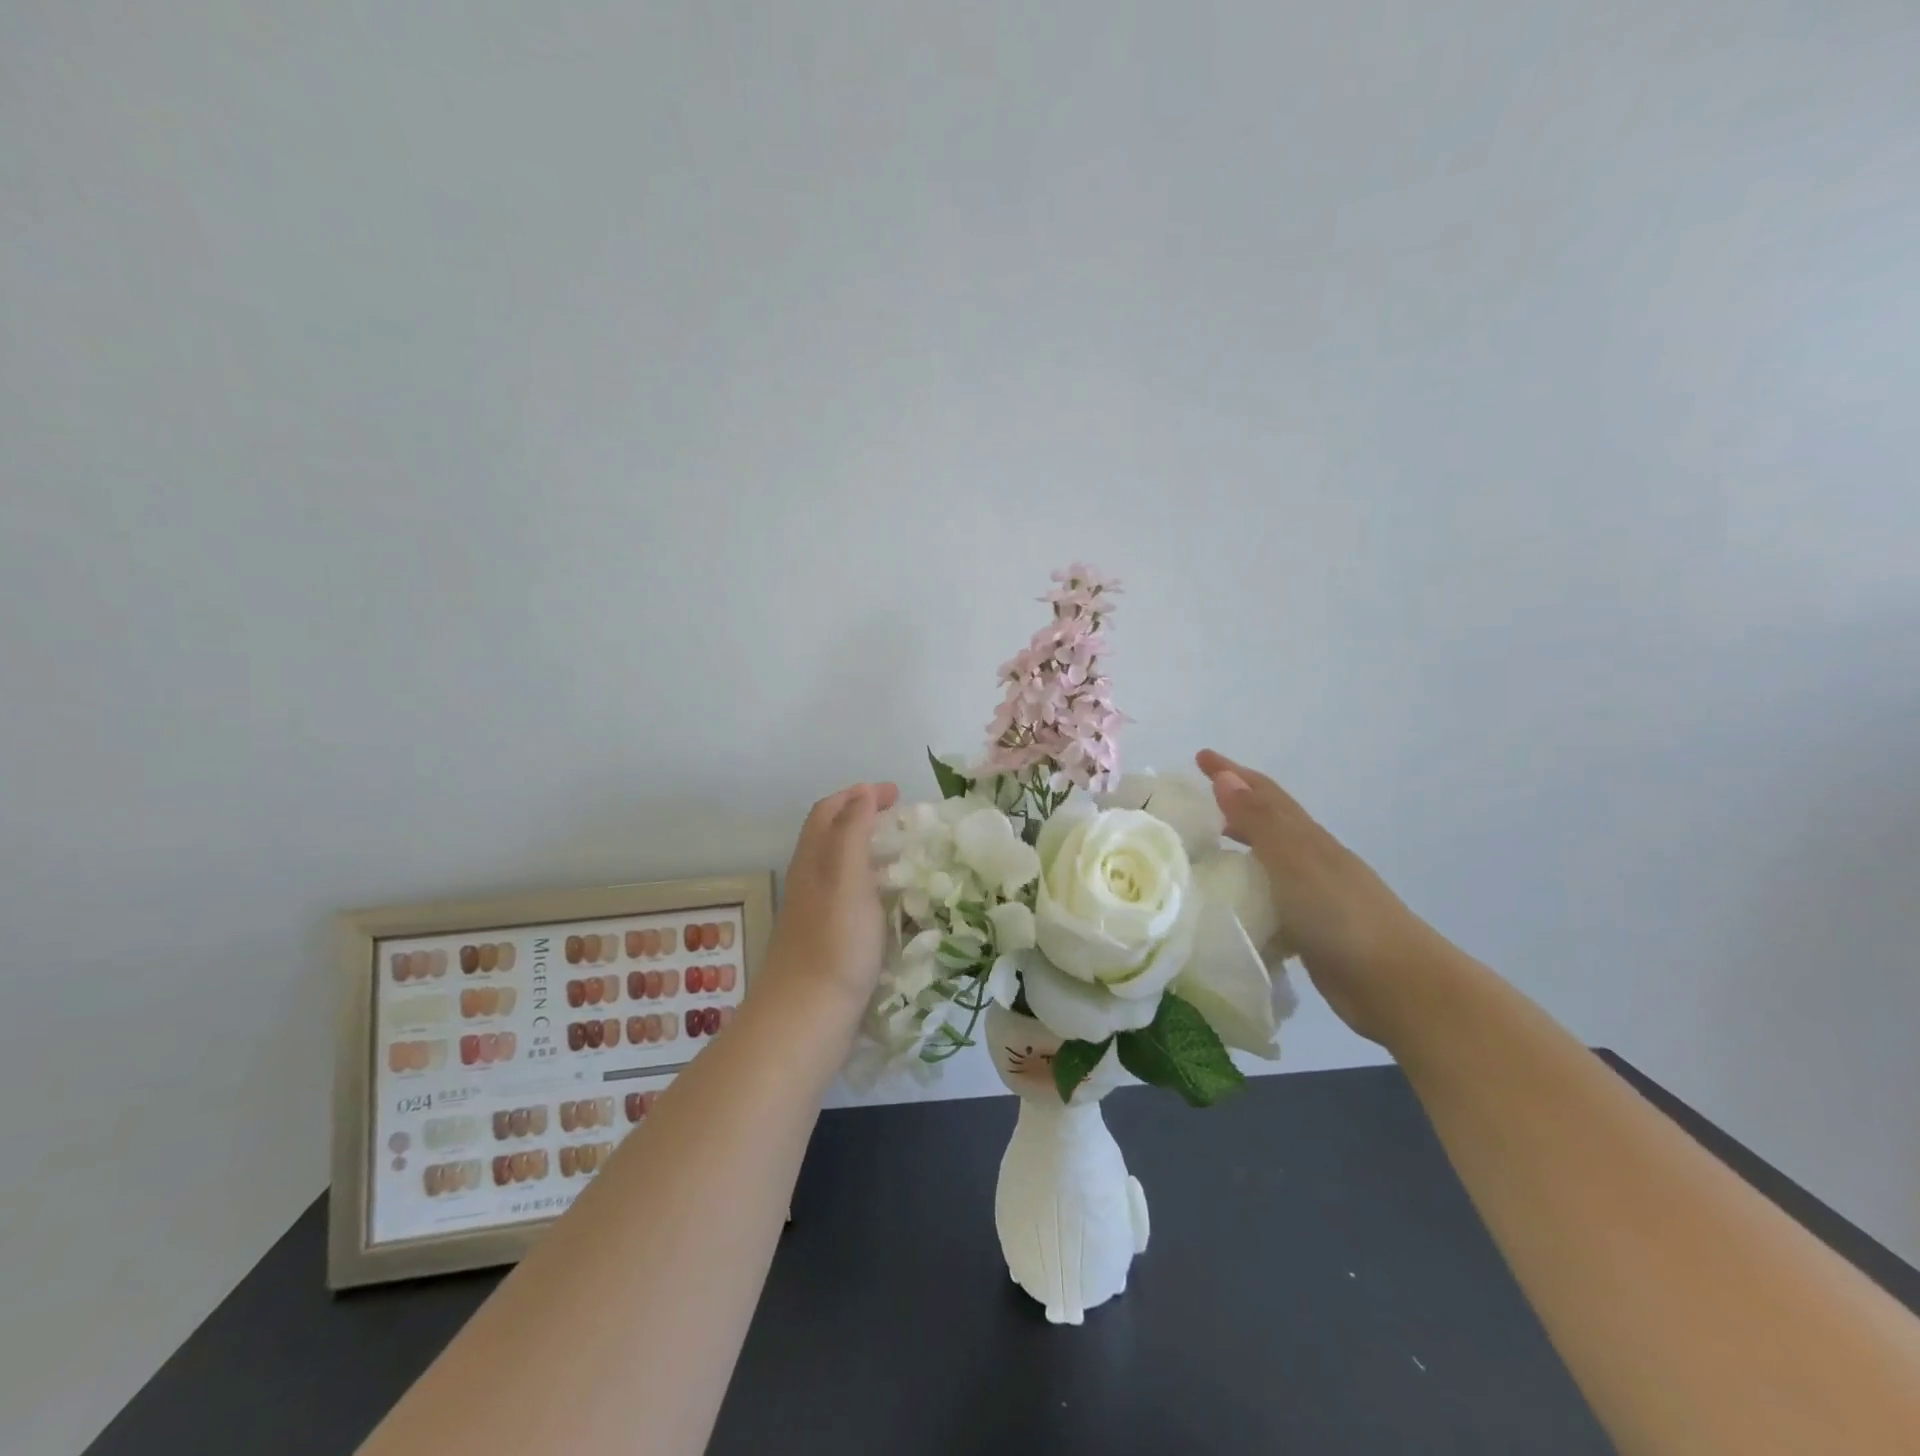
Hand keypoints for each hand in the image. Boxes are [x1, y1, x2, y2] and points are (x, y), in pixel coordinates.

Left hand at [761, 782, 899, 1010]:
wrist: (808, 1017)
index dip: (858, 794)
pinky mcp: (827, 939)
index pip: (829, 811)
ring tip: (903, 854)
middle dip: (864, 816)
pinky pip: (849, 896)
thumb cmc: (834, 943)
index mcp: (812, 860)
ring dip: (868, 849)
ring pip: (840, 866)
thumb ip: (852, 833)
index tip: (895, 793)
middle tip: (901, 818)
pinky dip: (871, 883)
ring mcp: (816, 912)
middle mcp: (809, 880)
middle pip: (831, 835)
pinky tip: (891, 900)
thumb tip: (862, 793)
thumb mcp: (846, 878)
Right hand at [1195, 750, 1435, 1045]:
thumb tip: (1225, 776)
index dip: (1232, 772)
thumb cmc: (1341, 916)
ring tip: (1204, 853)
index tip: (1200, 756)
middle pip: (1268, 823)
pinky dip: (1248, 895)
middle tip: (1195, 804)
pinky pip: (1270, 901)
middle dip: (1234, 806)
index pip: (1264, 793)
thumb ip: (1259, 821)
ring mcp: (1314, 897)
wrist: (1399, 985)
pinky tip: (1229, 907)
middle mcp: (1311, 860)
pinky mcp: (1311, 932)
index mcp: (1307, 839)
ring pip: (1268, 862)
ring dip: (1239, 850)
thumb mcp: (1293, 861)